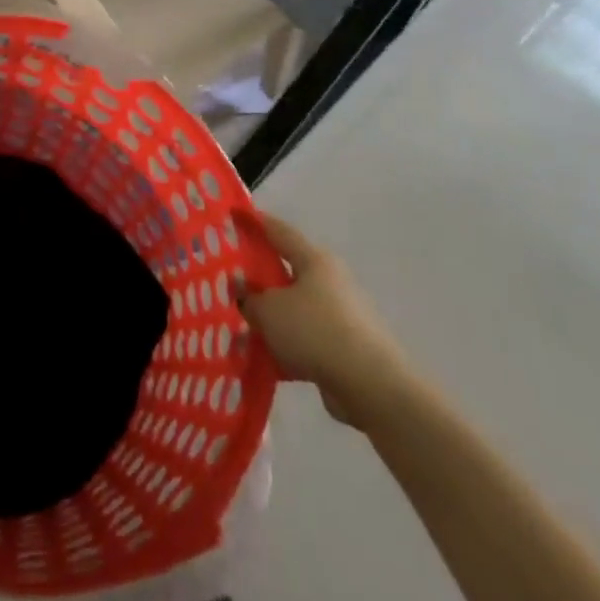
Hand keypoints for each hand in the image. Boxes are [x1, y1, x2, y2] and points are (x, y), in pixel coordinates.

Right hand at [235, 210, 418, 430]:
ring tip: (240, 325)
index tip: (233, 214)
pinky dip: (285, 345)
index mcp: (315, 260)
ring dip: (271, 316)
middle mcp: (330, 282)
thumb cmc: (315, 331)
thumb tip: (243, 295)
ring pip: (295, 309)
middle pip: (287, 271)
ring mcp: (340, 316)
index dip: (254, 222)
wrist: (370, 386)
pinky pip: (305, 339)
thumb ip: (249, 299)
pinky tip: (263, 357)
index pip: (279, 230)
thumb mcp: (268, 310)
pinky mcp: (345, 348)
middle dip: (259, 277)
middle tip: (228, 280)